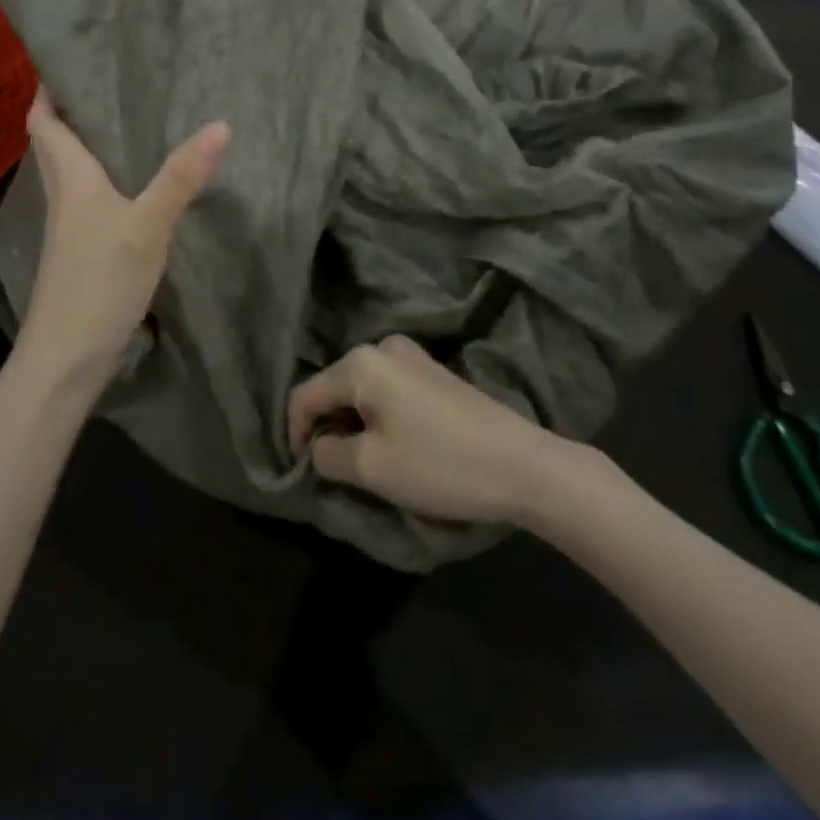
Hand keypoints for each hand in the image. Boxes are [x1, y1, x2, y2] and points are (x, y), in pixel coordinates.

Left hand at [13, 89, 228, 398]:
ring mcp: (71, 228)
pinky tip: (134, 185)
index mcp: (70, 178)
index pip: (44, 121)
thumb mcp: (147, 226)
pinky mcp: (82, 252)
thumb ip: (181, 177)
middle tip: (110, 84)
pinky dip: (104, 180)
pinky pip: (89, 199)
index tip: (68, 60)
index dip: (48, 90)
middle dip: (71, 111)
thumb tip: (220, 125)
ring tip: (127, 123)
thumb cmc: (99, 281)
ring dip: (88, 145)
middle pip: (55, 143)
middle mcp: (64, 196)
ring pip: (73, 172)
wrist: (66, 357)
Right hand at [289, 336, 572, 524]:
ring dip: (354, 423)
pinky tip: (396, 445)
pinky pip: (387, 390)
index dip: (295, 434)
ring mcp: (413, 357)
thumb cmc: (438, 464)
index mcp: (360, 363)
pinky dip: (379, 416)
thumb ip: (328, 455)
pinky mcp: (435, 373)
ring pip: (361, 390)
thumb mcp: (371, 468)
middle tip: (334, 469)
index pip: (305, 395)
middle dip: (327, 426)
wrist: (524, 466)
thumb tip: (319, 448)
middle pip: (334, 387)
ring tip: (365, 461)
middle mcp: (382, 348)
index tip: (302, 472)